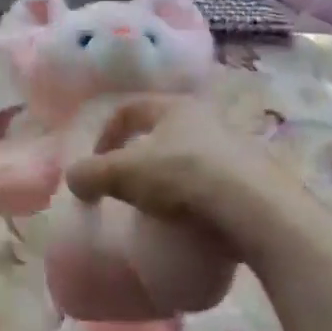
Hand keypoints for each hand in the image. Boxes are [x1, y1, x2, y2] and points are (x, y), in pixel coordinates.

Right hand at [65, 95, 331, 264]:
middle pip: (162, 133)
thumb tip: (74, 180)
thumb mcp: (123, 175)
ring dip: (170, 179)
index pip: (129, 110)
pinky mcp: (256, 180)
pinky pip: (215, 184)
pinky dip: (197, 199)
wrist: (257, 210)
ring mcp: (237, 148)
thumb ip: (90, 174)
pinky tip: (191, 223)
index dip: (105, 135)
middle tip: (126, 187)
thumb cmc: (182, 177)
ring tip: (159, 210)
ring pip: (190, 158)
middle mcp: (208, 118)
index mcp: (174, 107)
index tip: (95, 165)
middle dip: (140, 158)